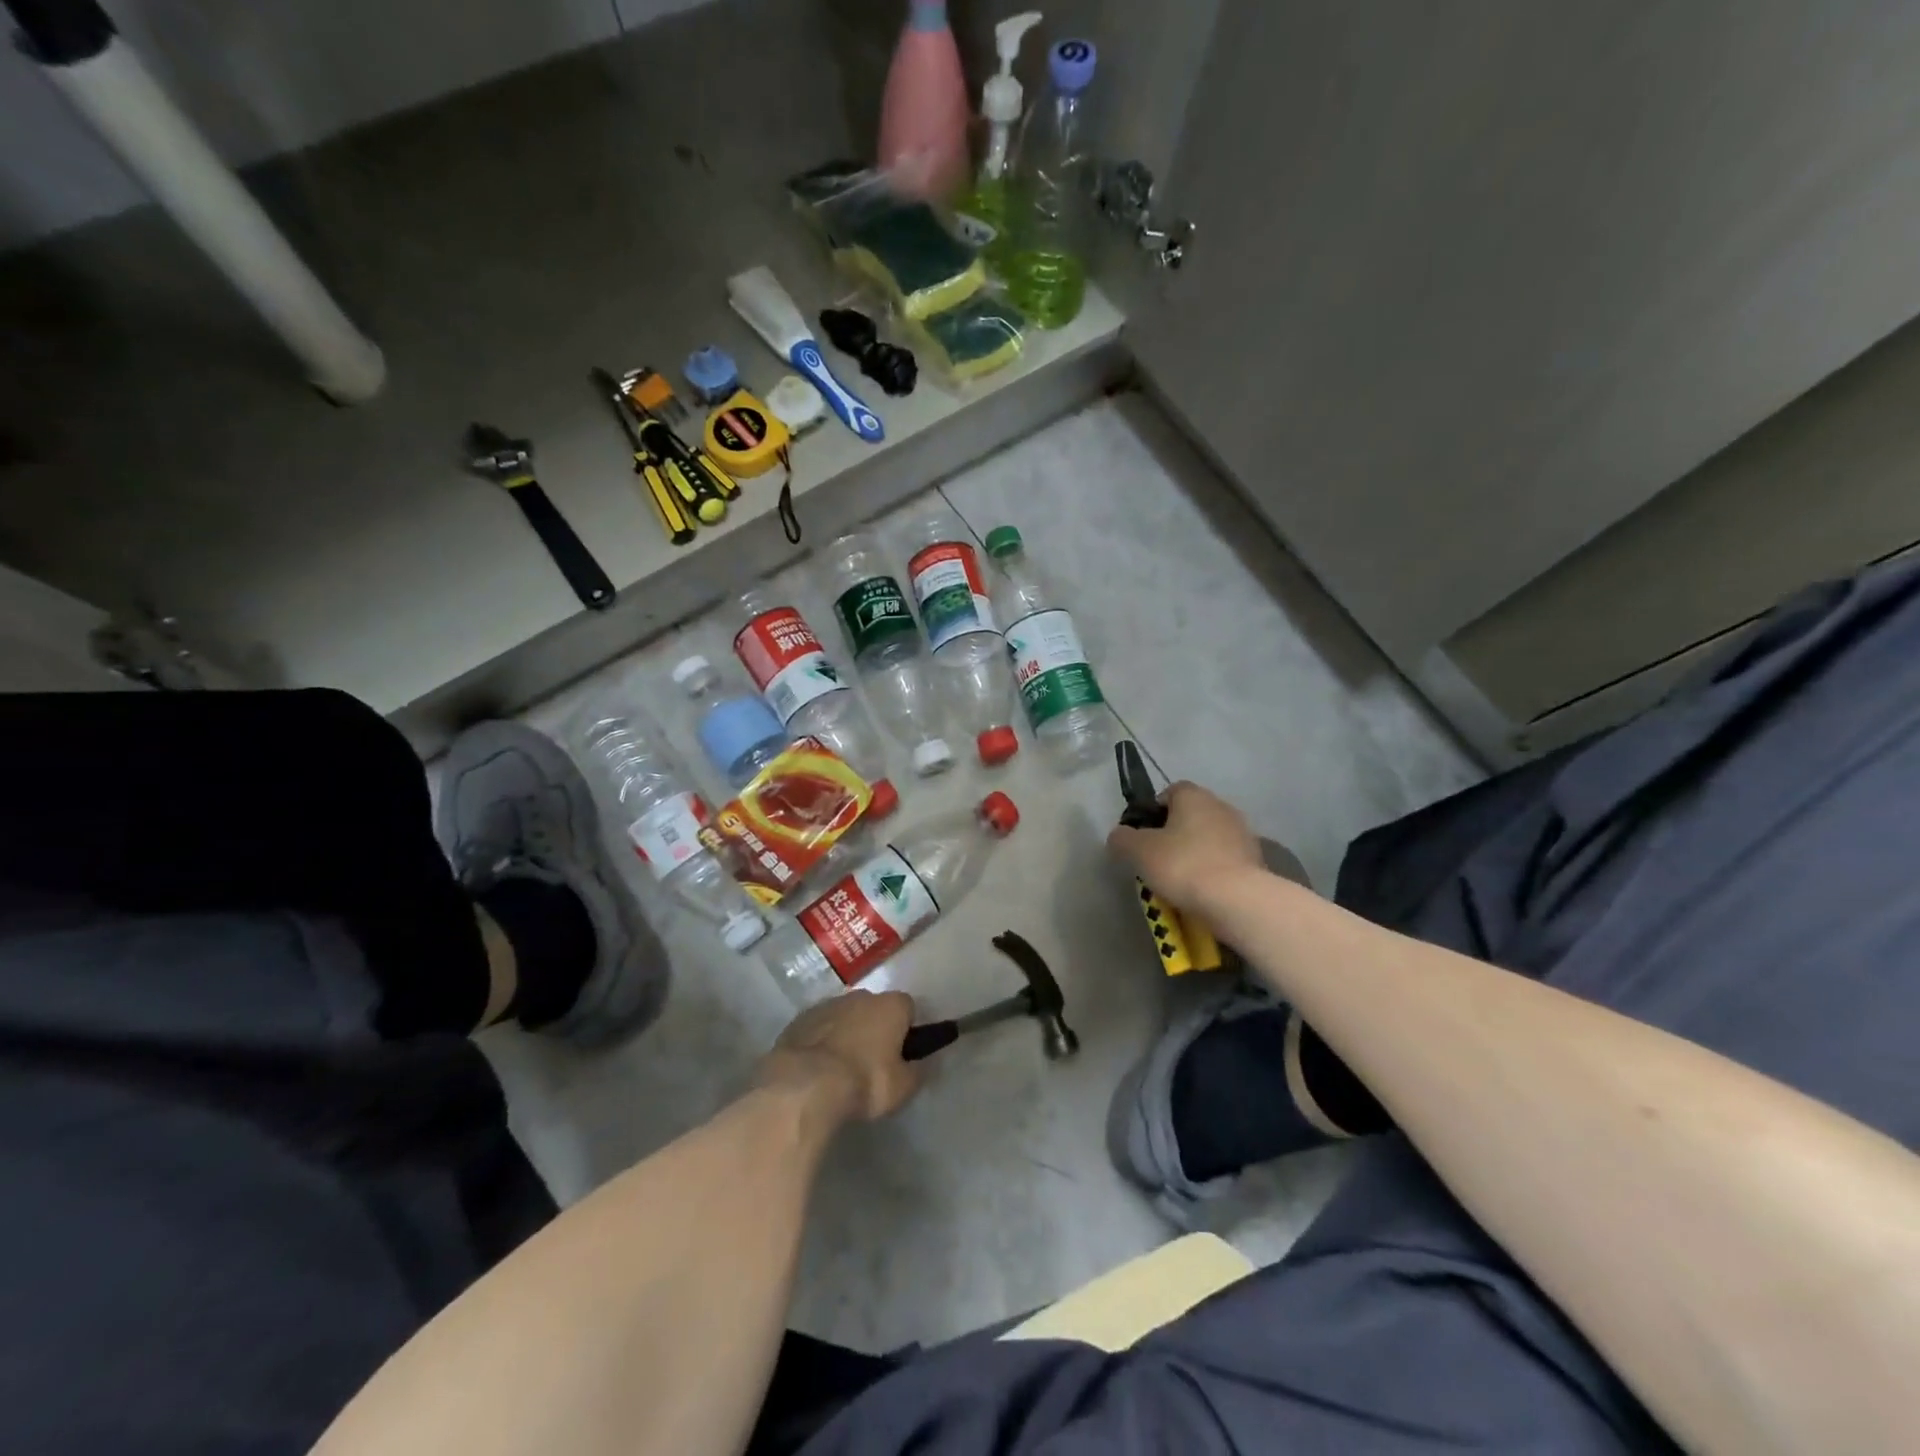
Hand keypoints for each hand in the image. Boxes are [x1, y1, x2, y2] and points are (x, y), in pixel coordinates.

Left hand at [759, 990, 922, 1124]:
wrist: (805, 1084)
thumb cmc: (864, 1081)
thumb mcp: (902, 1087)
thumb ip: (916, 1072)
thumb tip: (921, 1065)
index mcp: (890, 1005)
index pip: (907, 1007)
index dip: (906, 1029)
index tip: (901, 1053)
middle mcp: (861, 996)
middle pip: (874, 1008)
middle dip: (874, 1029)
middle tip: (871, 1062)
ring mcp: (828, 1004)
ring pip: (845, 1016)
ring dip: (846, 1034)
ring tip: (840, 1069)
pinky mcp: (800, 1018)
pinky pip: (819, 1027)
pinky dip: (821, 1041)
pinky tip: (817, 1068)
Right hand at [1107, 781, 1263, 912]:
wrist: (1237, 899)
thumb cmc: (1182, 865)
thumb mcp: (1138, 851)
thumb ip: (1122, 838)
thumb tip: (1119, 836)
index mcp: (1193, 796)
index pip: (1170, 792)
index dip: (1153, 812)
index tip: (1144, 837)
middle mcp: (1221, 806)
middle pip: (1191, 815)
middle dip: (1175, 833)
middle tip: (1158, 859)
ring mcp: (1243, 832)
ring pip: (1209, 838)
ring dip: (1196, 852)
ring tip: (1181, 880)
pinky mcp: (1256, 859)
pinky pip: (1226, 859)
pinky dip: (1214, 869)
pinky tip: (1204, 890)